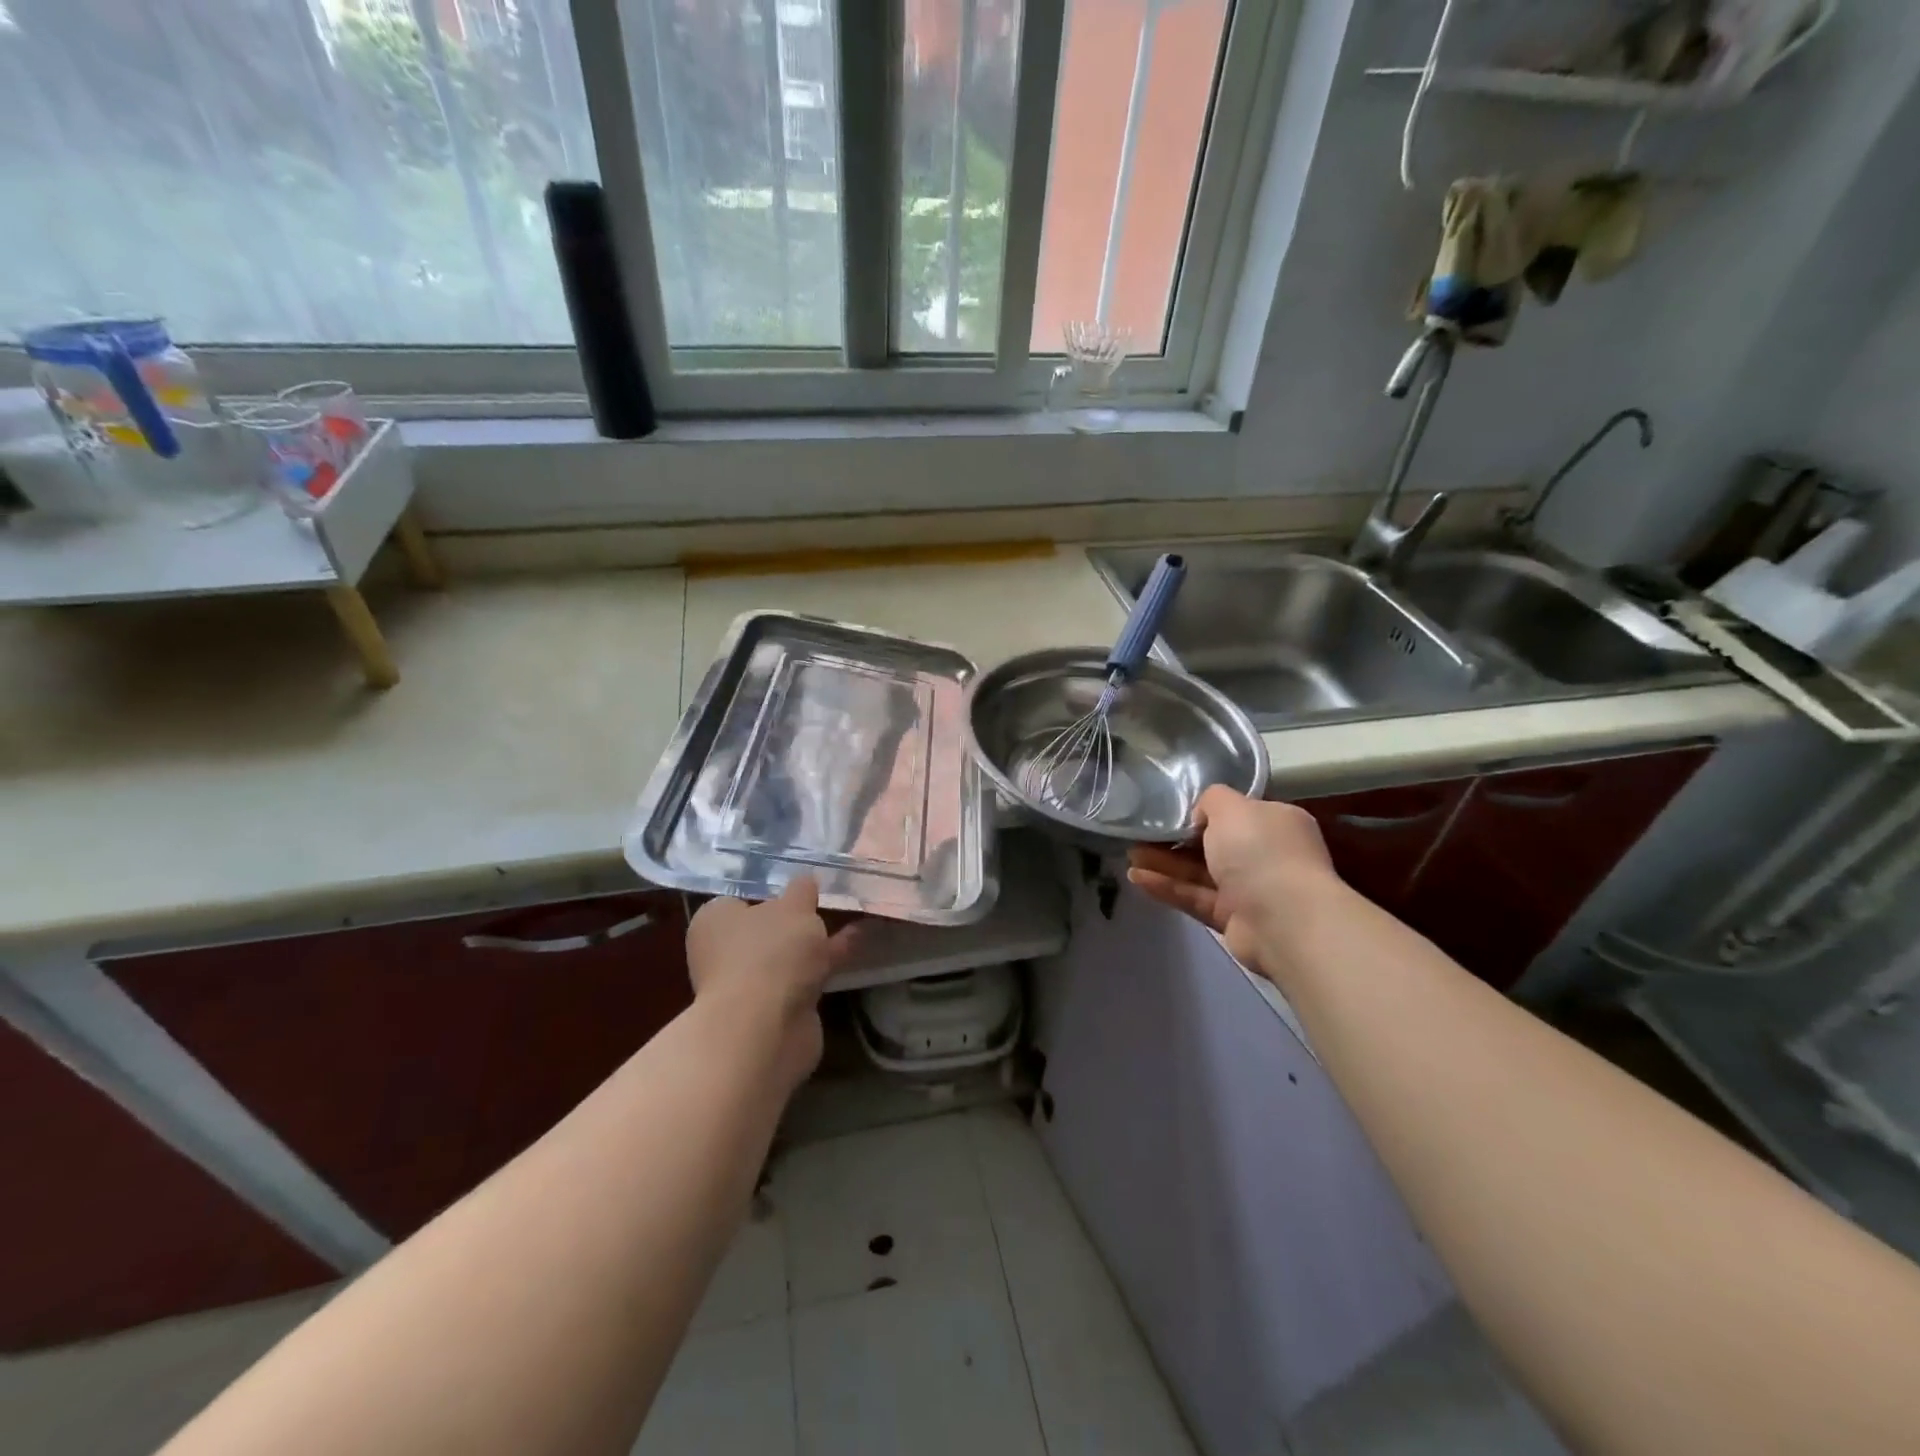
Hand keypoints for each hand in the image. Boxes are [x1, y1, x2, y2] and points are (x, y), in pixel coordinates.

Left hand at [686, 878, 858, 1090]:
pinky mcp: (772, 1011)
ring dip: (815, 944)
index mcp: (715, 920)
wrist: (766, 1029)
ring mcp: (748, 985)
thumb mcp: (794, 907)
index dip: (772, 891)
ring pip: (787, 955)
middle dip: (796, 920)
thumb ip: (802, 890)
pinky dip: (826, 965)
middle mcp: (724, 952)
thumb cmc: (770, 953)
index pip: (741, 898)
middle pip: (766, 929)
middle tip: (830, 902)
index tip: (803, 887)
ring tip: (854, 918)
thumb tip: (805, 881)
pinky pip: (803, 978)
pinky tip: (858, 947)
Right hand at [1127, 786, 1339, 983]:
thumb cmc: (1260, 851)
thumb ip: (1212, 800)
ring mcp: (1251, 890)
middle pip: (1215, 845)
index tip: (1174, 812)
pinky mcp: (1233, 920)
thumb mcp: (1232, 807)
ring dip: (1165, 864)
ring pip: (1200, 873)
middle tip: (1142, 835)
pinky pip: (1195, 897)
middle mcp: (1267, 855)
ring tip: (1129, 856)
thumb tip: (1201, 817)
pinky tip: (1137, 878)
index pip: (1239, 813)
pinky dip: (1167, 888)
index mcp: (1276, 823)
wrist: (1284, 919)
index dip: (1206, 812)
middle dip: (1176, 841)